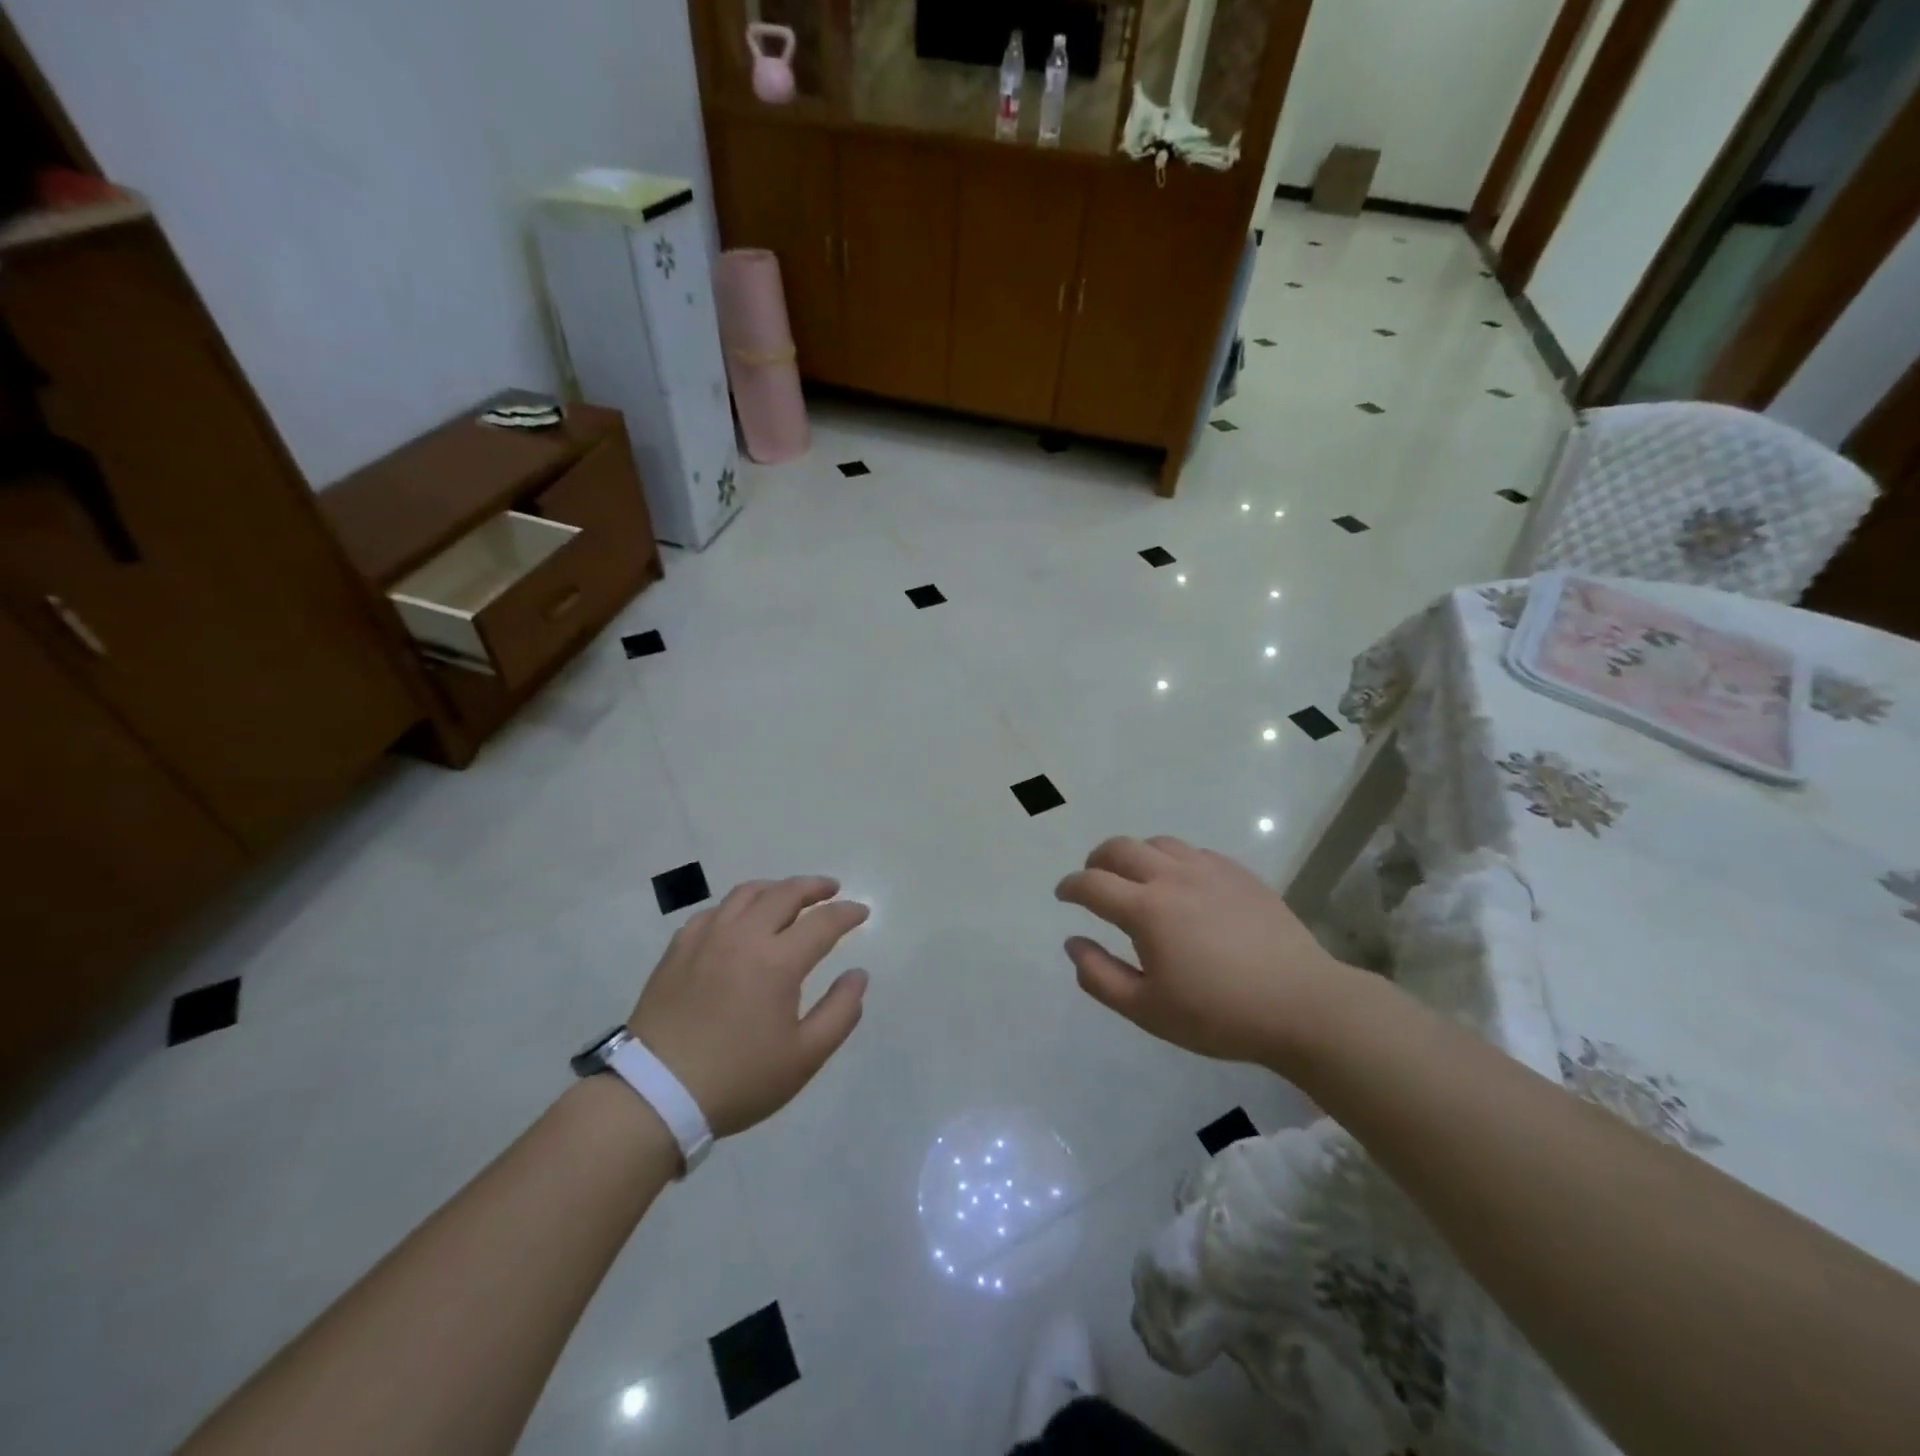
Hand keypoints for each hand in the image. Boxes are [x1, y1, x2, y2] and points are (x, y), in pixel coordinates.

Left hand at [629, 877, 869, 1136]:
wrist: (655, 1095)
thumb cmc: (738, 1079)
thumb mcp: (804, 1058)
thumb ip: (840, 1012)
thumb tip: (858, 975)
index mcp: (777, 962)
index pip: (823, 922)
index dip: (847, 914)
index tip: (862, 912)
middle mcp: (743, 937)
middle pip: (784, 893)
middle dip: (814, 887)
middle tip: (831, 889)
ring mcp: (706, 938)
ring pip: (746, 893)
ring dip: (775, 888)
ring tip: (788, 896)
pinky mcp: (678, 949)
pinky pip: (713, 911)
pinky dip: (737, 906)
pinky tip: (739, 920)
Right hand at [1055, 836, 1354, 1065]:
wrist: (1301, 1005)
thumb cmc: (1218, 1015)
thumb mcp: (1147, 1010)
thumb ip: (1100, 976)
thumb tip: (1072, 943)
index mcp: (1146, 909)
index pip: (1092, 884)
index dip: (1070, 886)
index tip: (1063, 895)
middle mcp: (1173, 877)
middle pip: (1120, 848)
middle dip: (1097, 860)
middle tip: (1093, 879)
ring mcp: (1209, 870)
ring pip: (1158, 843)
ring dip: (1135, 855)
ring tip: (1135, 878)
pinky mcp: (1239, 873)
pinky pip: (1194, 852)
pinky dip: (1173, 860)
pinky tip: (1182, 884)